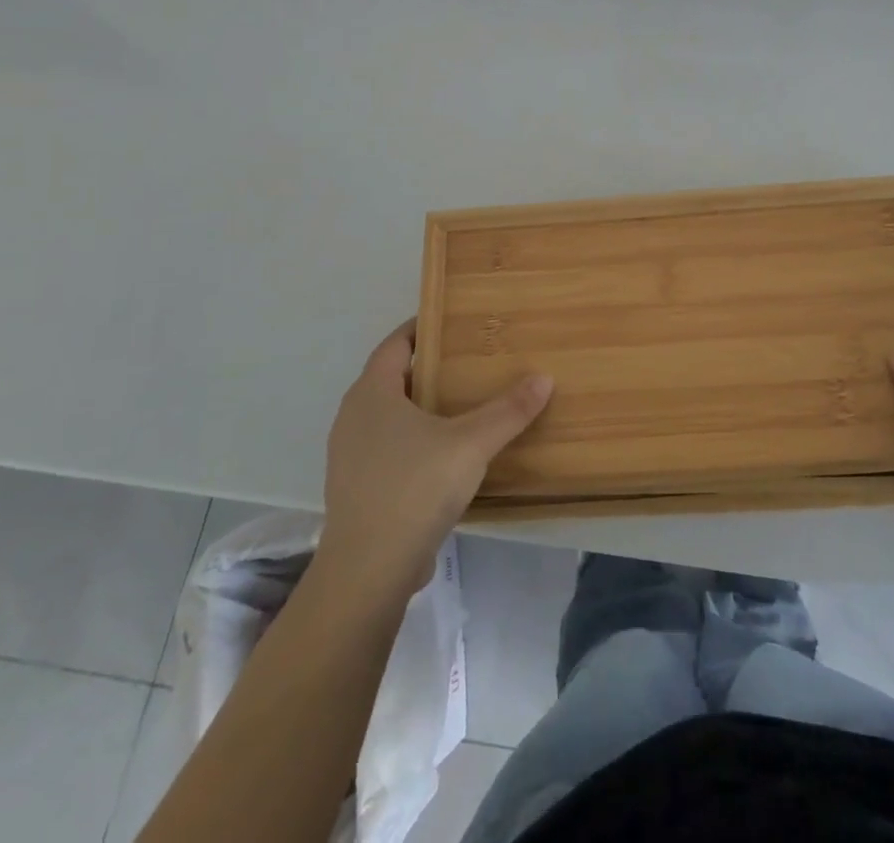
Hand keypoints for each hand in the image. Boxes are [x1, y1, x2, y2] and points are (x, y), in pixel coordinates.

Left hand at [321, 320, 552, 588]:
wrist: (367, 572)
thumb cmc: (414, 488)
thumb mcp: (470, 444)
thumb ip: (508, 411)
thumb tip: (544, 378)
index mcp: (372, 393)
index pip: (395, 345)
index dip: (420, 329)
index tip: (451, 321)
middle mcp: (353, 417)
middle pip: (391, 378)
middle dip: (427, 368)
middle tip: (468, 362)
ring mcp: (349, 456)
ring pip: (387, 416)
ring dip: (419, 407)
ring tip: (460, 406)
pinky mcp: (356, 488)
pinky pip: (386, 448)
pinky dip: (412, 440)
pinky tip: (443, 455)